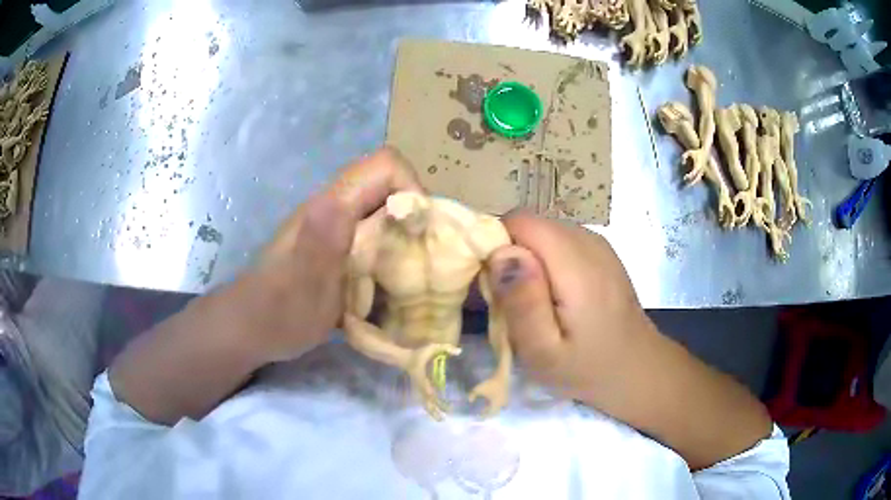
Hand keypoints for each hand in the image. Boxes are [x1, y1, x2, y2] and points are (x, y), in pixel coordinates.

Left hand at [222, 147, 421, 363]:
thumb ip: (319, 246)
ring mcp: (337, 228)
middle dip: (417, 218)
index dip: (412, 188)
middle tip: (426, 260)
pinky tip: (393, 285)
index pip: (384, 166)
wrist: (252, 329)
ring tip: (415, 275)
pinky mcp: (338, 247)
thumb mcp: (301, 287)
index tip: (421, 231)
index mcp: (330, 207)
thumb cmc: (277, 313)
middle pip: (391, 188)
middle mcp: (336, 209)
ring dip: (409, 238)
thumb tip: (338, 202)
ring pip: (386, 213)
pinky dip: (395, 254)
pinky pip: (378, 237)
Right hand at [407, 344, 461, 420]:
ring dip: (432, 411)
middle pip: (426, 401)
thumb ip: (445, 348)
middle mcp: (420, 386)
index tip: (441, 404)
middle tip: (443, 419)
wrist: (404, 358)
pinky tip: (436, 412)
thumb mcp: (432, 347)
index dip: (433, 396)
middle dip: (434, 410)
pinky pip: (424, 401)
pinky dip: (430, 407)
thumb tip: (459, 351)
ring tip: (441, 419)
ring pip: (425, 403)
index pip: (428, 389)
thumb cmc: (418, 354)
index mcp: (422, 378)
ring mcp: (419, 389)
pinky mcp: (419, 390)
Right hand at [485, 212, 655, 405]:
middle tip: (509, 302)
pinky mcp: (600, 251)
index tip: (492, 286)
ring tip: (531, 302)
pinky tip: (552, 295)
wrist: (636, 369)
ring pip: (542, 231)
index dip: (496, 246)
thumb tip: (501, 253)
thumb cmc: (587, 368)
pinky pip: (558, 240)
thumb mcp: (544, 351)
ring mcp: (598, 243)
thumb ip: (522, 302)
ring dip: (526, 260)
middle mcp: (588, 241)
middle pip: (530, 225)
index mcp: (576, 264)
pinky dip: (544, 261)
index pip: (519, 222)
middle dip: (509, 255)